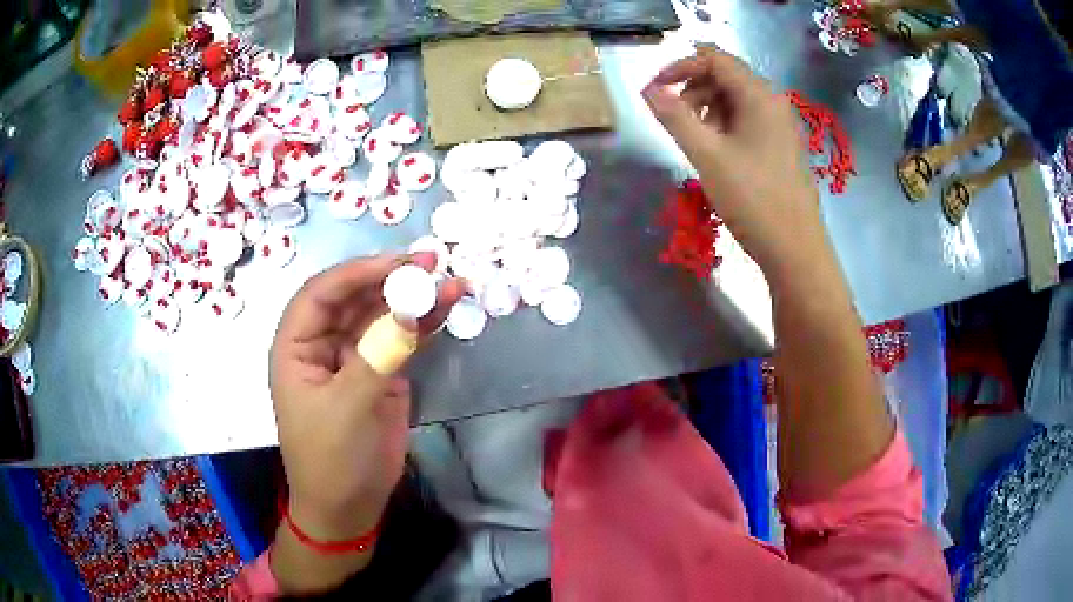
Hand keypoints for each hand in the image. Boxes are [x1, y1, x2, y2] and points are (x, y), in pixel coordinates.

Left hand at [269, 253, 464, 542]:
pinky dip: (423, 325)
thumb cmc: (331, 459)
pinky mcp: (381, 374)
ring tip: (450, 282)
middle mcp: (323, 344)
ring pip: (381, 316)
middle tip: (431, 264)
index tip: (398, 263)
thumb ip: (379, 355)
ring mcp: (354, 358)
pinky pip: (401, 340)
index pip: (321, 294)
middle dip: (390, 279)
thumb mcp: (348, 407)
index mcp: (296, 346)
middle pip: (354, 298)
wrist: (349, 506)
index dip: (357, 273)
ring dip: (413, 298)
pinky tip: (446, 308)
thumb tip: (412, 309)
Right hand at [642, 50, 827, 275]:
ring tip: (695, 139)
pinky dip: (726, 126)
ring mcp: (781, 126)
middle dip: (694, 89)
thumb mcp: (706, 155)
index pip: (715, 59)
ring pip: (737, 100)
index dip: (680, 66)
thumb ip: (674, 117)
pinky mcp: (782, 147)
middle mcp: (774, 103)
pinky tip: (717, 152)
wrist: (795, 250)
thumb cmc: (752, 200)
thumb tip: (648, 89)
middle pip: (727, 77)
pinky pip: (749, 121)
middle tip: (674, 118)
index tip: (655, 89)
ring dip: (708, 109)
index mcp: (759, 96)